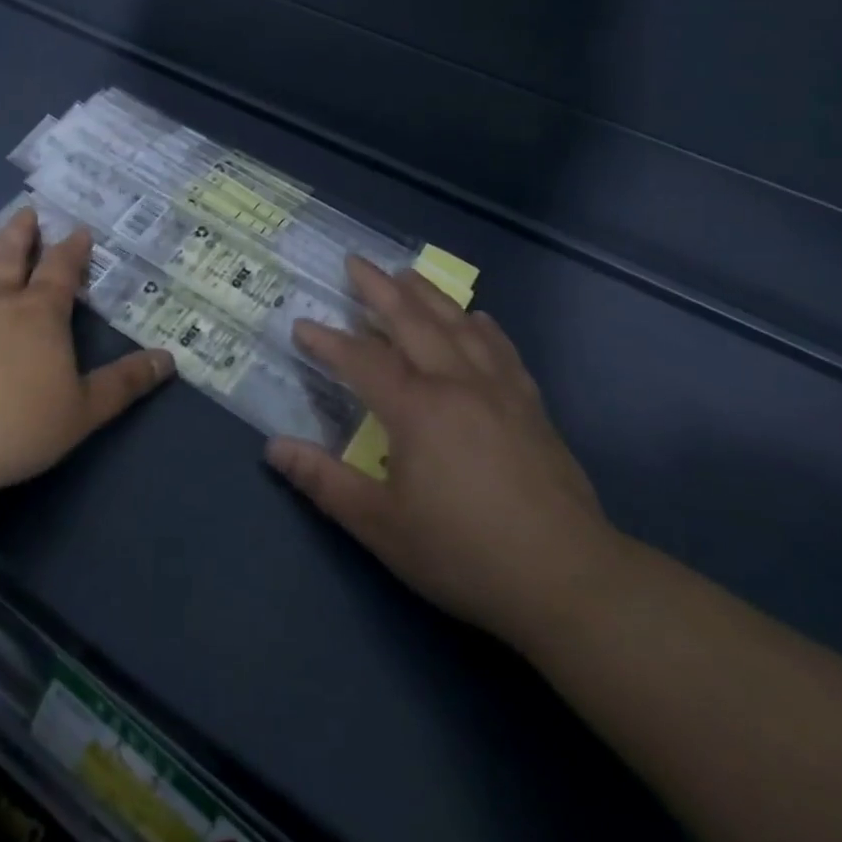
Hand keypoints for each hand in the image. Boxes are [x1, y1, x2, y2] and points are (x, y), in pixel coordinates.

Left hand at [0, 206, 173, 498]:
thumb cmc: (17, 424)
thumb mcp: (83, 410)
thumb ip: (124, 383)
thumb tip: (168, 359)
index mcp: (40, 311)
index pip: (61, 268)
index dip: (72, 248)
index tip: (79, 231)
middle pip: (12, 253)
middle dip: (23, 232)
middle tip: (28, 213)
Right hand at [268, 256, 620, 642]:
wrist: (567, 579)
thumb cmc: (464, 553)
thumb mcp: (382, 526)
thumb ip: (325, 482)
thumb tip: (274, 448)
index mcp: (416, 408)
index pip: (361, 360)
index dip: (327, 341)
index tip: (301, 326)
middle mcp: (456, 382)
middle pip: (411, 320)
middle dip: (378, 289)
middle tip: (355, 262)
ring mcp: (498, 388)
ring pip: (457, 324)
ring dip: (427, 294)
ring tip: (406, 274)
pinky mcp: (530, 405)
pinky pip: (501, 349)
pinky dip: (482, 327)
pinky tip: (478, 318)